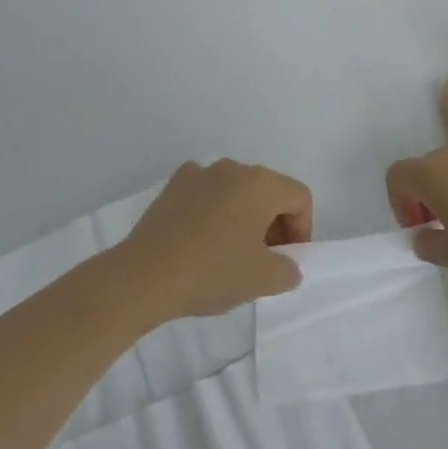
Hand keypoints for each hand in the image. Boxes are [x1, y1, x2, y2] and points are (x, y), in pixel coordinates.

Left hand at [120, 160, 312, 319]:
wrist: (145, 275)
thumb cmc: (212, 272)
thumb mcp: (261, 280)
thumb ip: (287, 270)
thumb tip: (287, 265)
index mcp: (261, 183)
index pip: (299, 197)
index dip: (302, 230)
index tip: (288, 261)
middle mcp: (233, 167)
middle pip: (268, 191)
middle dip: (274, 223)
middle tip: (264, 261)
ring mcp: (201, 172)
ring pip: (236, 191)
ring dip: (243, 217)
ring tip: (230, 254)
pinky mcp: (174, 184)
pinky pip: (207, 193)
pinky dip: (213, 212)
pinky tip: (200, 242)